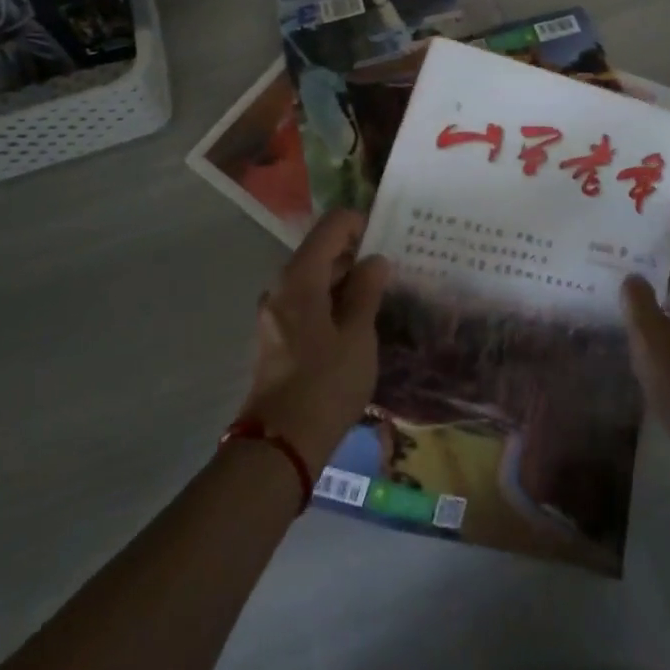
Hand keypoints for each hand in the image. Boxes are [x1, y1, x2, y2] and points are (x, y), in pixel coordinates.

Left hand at [239, 210, 389, 471]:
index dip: (362, 224)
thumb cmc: (325, 384)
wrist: (279, 446)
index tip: (391, 239)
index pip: (332, 225)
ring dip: (346, 281)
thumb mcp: (358, 335)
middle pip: (321, 250)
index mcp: (300, 277)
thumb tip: (375, 260)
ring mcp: (275, 311)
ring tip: (381, 297)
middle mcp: (281, 286)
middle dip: (357, 254)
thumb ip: (367, 291)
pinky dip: (331, 301)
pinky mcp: (276, 335)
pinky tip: (357, 323)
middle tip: (394, 270)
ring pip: (314, 278)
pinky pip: (307, 302)